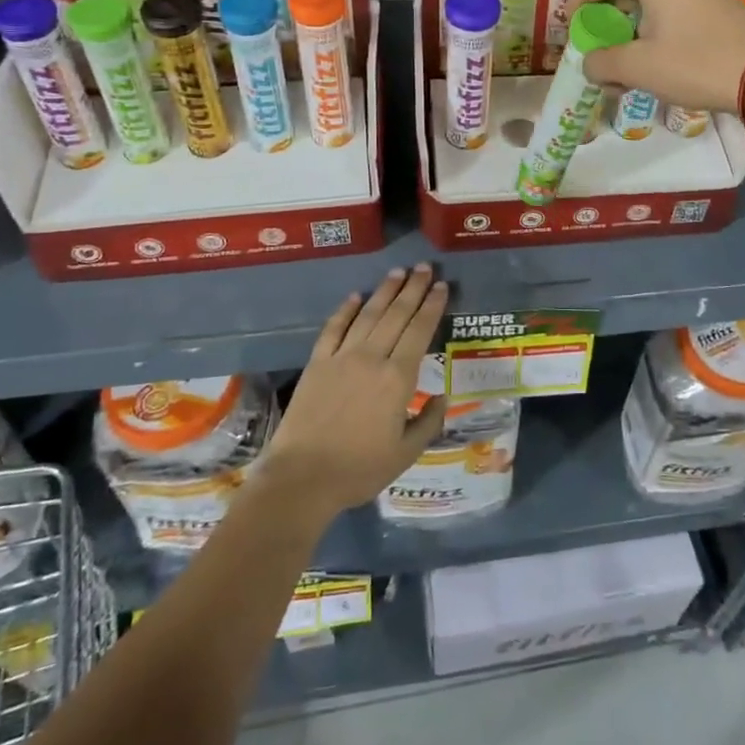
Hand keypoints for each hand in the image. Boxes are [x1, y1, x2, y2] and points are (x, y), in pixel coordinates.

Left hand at [259, 265, 448, 518]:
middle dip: (412, 289)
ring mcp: (341, 357)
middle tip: (423, 267)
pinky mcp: (317, 363)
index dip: (432, 306)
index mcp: (398, 378)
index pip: (420, 331)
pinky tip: (355, 296)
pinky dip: (345, 310)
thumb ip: (428, 422)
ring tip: (397, 272)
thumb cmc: (359, 469)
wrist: (302, 477)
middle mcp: (372, 358)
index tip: (441, 286)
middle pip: (396, 315)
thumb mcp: (406, 453)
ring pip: (367, 315)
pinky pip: (333, 329)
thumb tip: (442, 397)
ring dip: (384, 291)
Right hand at [562, 0, 744, 121]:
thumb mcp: (638, 68)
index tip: (569, 22)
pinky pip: (681, 8)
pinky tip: (662, 53)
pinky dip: (662, 26)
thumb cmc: (694, 64)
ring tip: (629, 54)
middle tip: (598, 41)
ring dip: (636, 23)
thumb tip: (590, 64)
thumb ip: (603, 62)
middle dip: (610, 16)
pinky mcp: (726, 3)